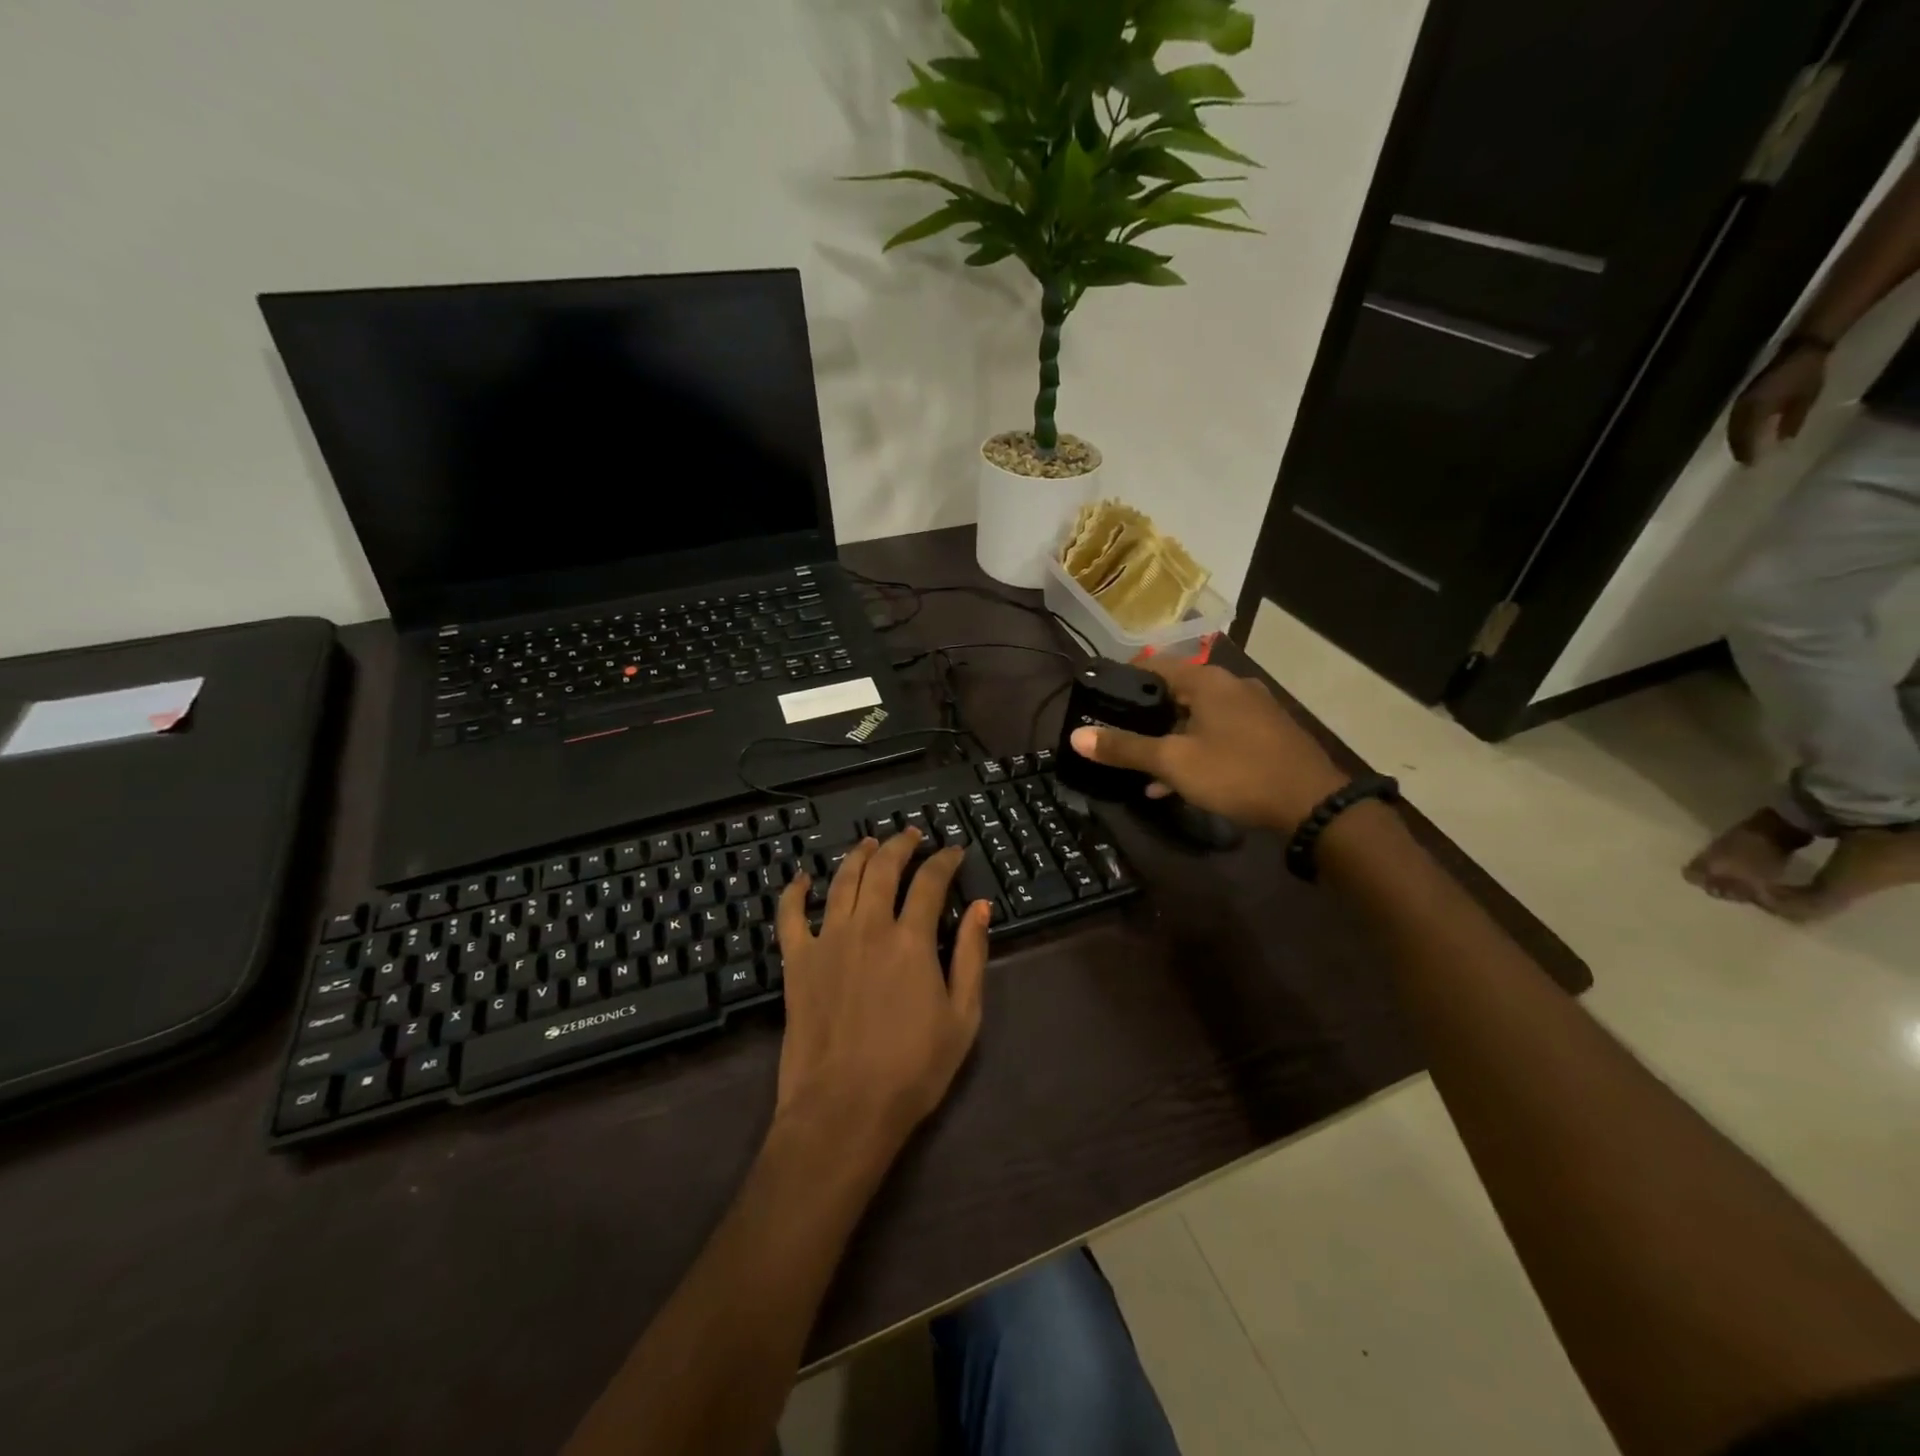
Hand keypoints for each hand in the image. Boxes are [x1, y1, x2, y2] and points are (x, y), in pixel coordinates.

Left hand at [773, 830, 990, 1152]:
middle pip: (883, 868)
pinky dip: (795, 891)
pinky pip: (791, 915)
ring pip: (841, 880)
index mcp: (911, 939)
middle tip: (912, 834)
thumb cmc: (912, 1069)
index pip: (930, 882)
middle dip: (901, 845)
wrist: (843, 1110)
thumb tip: (981, 908)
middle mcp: (868, 926)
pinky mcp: (797, 961)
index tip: (953, 851)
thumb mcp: (962, 1017)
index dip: (944, 861)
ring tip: (869, 842)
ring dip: (858, 855)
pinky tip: (802, 877)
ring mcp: (827, 940)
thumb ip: (972, 956)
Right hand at [1070, 660, 1349, 832]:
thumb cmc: (1236, 772)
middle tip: (1119, 738)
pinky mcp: (1267, 734)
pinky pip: (1220, 734)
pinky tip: (1179, 783)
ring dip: (1171, 740)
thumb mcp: (1173, 762)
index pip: (1154, 666)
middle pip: (1176, 693)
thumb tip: (1077, 737)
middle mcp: (1232, 686)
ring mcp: (1254, 710)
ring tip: (1144, 769)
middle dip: (1146, 718)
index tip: (1100, 701)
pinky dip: (1197, 750)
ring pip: (1198, 718)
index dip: (1124, 681)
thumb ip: (1125, 748)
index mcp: (1207, 681)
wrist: (1312, 804)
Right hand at [1728, 345, 1826, 464]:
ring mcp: (1740, 402)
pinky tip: (1742, 435)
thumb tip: (1782, 441)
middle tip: (1744, 461)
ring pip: (1732, 427)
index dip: (1747, 451)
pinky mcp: (1743, 398)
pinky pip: (1735, 419)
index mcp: (1755, 410)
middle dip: (1738, 448)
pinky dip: (1737, 430)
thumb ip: (1792, 420)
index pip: (1745, 437)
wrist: (1803, 348)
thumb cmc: (1807, 373)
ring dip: (1735, 440)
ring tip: (1740, 451)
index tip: (1751, 465)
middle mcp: (1742, 408)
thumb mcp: (1806, 397)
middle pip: (1735, 434)